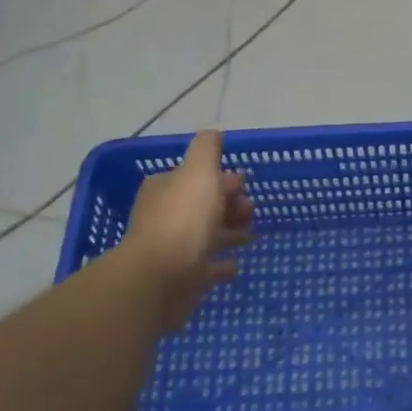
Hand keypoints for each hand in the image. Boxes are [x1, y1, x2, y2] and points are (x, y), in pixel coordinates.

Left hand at [119, 131, 253, 328]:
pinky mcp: (179, 278)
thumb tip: (214, 132)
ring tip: (251, 235)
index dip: (222, 179)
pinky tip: (235, 266)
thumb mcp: (199, 172)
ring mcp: (170, 249)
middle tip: (251, 211)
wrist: (160, 278)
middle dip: (229, 204)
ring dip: (229, 232)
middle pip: (202, 205)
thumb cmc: (183, 219)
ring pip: (205, 235)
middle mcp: (164, 215)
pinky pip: (205, 267)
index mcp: (165, 188)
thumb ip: (207, 149)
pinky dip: (220, 264)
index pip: (196, 177)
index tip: (245, 185)